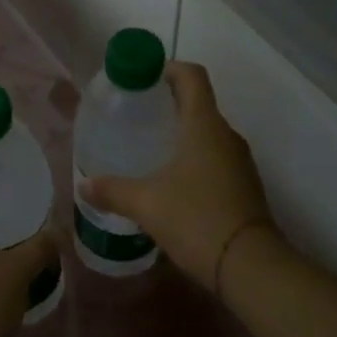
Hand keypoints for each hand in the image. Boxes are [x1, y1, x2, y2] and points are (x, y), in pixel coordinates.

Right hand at [79, 61, 271, 291]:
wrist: (251, 267)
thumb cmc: (197, 219)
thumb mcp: (146, 204)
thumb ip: (112, 190)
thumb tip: (84, 185)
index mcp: (204, 125)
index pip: (191, 76)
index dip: (167, 68)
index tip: (142, 78)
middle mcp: (226, 136)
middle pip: (198, 103)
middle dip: (166, 103)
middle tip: (134, 115)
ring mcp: (239, 162)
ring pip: (206, 133)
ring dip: (180, 133)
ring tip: (147, 148)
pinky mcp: (243, 186)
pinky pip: (214, 157)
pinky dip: (192, 158)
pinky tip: (169, 181)